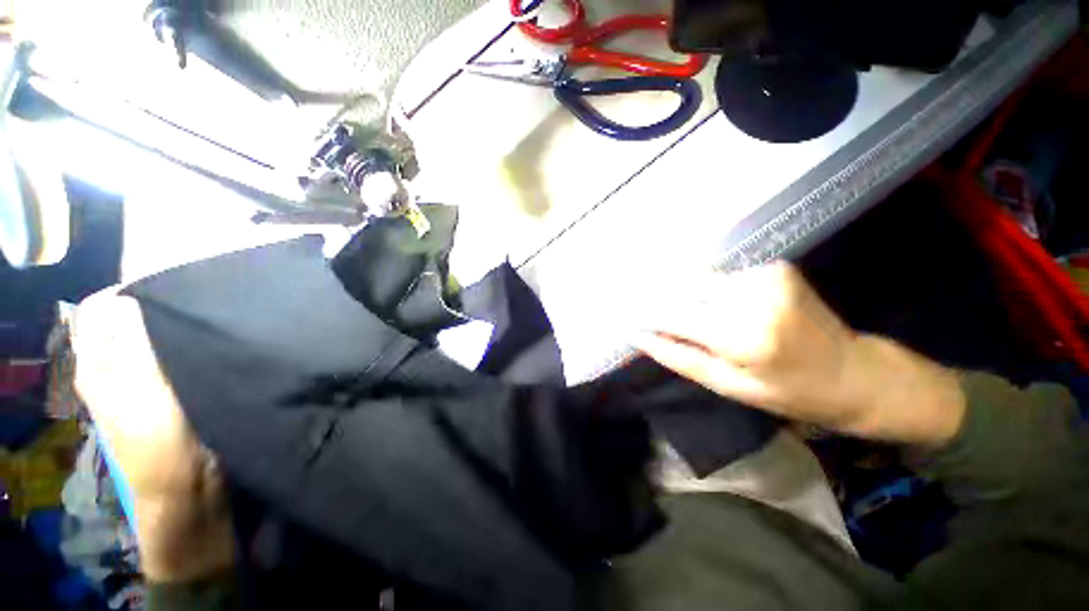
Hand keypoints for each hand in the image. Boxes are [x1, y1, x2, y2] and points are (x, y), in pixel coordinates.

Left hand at [73, 290, 233, 582]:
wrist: (187, 485)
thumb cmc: (164, 437)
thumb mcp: (146, 386)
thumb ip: (132, 341)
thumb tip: (129, 297)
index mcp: (96, 366)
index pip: (98, 309)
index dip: (128, 293)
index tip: (169, 290)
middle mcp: (108, 370)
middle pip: (120, 322)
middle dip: (150, 308)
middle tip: (189, 305)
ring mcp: (133, 384)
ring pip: (143, 339)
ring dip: (165, 328)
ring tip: (198, 323)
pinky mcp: (159, 394)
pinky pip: (161, 357)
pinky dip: (176, 345)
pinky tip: (198, 347)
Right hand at [634, 262, 966, 444]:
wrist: (855, 373)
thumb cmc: (789, 391)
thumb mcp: (727, 386)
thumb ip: (679, 357)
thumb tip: (639, 335)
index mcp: (742, 335)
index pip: (673, 315)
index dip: (644, 313)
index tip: (623, 315)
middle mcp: (753, 296)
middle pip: (684, 289)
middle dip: (663, 300)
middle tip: (651, 314)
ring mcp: (767, 275)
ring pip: (701, 281)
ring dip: (689, 297)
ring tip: (696, 318)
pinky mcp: (775, 267)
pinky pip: (724, 278)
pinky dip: (713, 291)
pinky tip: (723, 307)